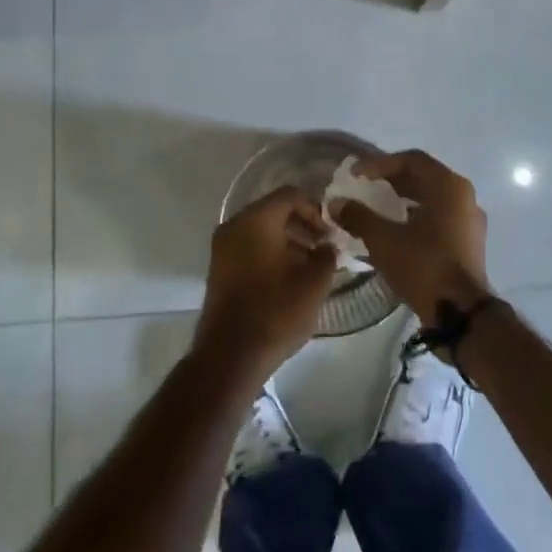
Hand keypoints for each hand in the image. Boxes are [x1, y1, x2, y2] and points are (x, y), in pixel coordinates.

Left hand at [194, 187, 337, 387]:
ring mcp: (223, 248)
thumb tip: (328, 247)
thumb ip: (327, 256)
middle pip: (274, 211)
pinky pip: (249, 247)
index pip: (290, 195)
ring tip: (311, 265)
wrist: (230, 356)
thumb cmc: (275, 312)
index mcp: (256, 220)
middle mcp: (234, 225)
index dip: (316, 209)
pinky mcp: (219, 269)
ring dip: (288, 241)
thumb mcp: (313, 283)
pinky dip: (271, 253)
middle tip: (324, 248)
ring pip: (261, 230)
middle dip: (302, 225)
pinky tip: (289, 277)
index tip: (331, 233)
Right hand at [331, 150, 492, 324]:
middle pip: (424, 177)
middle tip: (365, 186)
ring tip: (378, 206)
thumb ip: (358, 216)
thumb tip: (335, 203)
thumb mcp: (384, 240)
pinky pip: (440, 217)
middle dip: (392, 180)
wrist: (461, 315)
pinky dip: (417, 216)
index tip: (355, 175)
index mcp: (449, 187)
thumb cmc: (424, 266)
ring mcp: (470, 221)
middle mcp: (464, 197)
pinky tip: (397, 230)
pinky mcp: (469, 243)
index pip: (412, 160)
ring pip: (433, 198)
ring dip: (404, 198)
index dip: (380, 164)